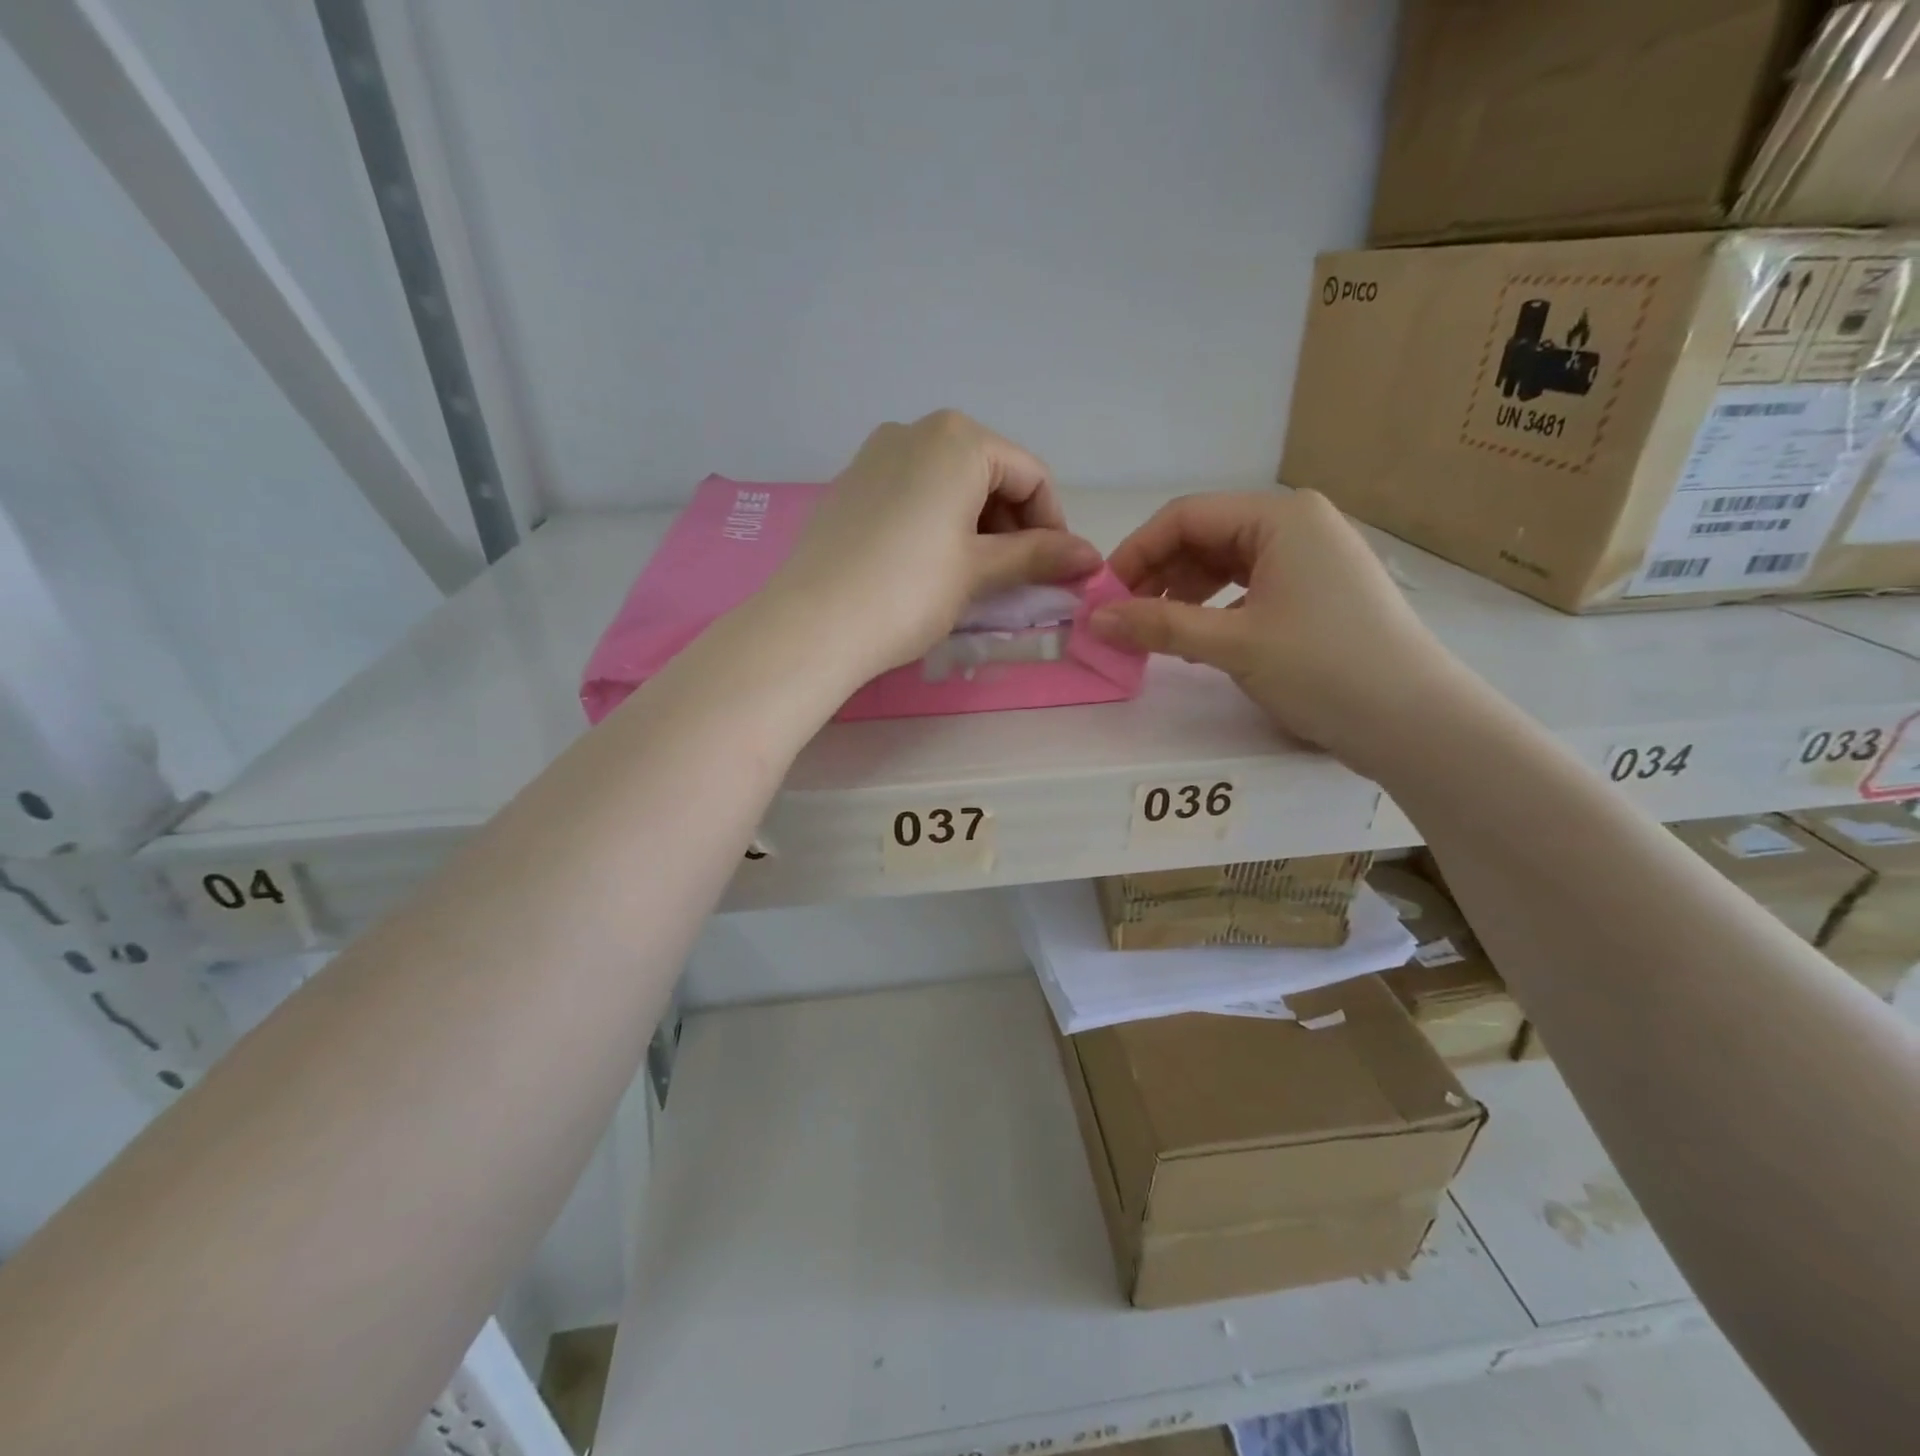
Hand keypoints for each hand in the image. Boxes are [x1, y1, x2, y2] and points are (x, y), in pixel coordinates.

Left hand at [769, 411, 1102, 674]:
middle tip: (1015, 578)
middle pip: (989, 473)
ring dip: (976, 526)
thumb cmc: (910, 590)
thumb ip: (1038, 556)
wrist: (813, 624)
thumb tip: (1091, 556)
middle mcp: (915, 430)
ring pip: (949, 484)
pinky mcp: (849, 485)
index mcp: (957, 438)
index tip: (1056, 570)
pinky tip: (930, 566)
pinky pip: (912, 494)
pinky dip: (937, 523)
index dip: (1053, 524)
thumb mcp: (980, 570)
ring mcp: (875, 455)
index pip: (1030, 475)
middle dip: (1012, 524)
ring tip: (974, 577)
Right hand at [1090, 491, 1463, 763]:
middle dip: (1158, 575)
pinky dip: (1214, 608)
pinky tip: (1195, 640)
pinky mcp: (1316, 592)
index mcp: (1280, 516)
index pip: (1186, 516)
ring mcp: (1310, 559)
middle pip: (1204, 537)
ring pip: (1224, 564)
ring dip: (1182, 594)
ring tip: (1154, 633)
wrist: (1413, 722)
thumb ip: (1158, 626)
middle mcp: (1296, 524)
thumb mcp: (1233, 644)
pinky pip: (1248, 587)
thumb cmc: (1323, 668)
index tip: (1102, 596)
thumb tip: (1092, 620)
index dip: (1136, 552)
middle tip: (1123, 619)